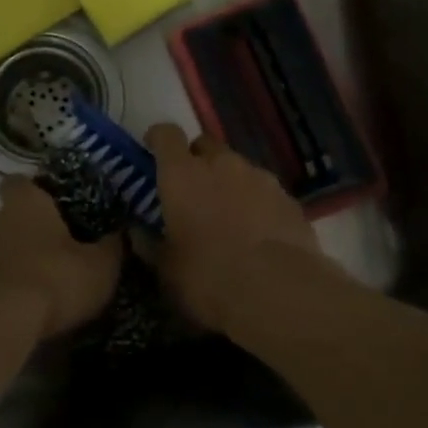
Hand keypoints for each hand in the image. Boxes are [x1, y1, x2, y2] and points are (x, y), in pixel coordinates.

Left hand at [0, 176, 122, 338]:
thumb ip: (113, 246)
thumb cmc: (54, 279)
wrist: (0, 323)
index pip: (21, 181)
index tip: (56, 205)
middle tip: (59, 248)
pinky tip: (29, 306)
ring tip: (46, 282)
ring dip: (18, 260)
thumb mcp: (101, 266)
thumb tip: (122, 233)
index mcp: (25, 203)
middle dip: (30, 230)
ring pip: (0, 248)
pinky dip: (8, 286)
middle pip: (10, 216)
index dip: (36, 191)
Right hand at [145, 123, 325, 335]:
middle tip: (192, 191)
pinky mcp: (289, 199)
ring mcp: (260, 178)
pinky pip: (264, 192)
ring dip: (229, 184)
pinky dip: (257, 204)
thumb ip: (150, 244)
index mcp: (183, 175)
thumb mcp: (166, 269)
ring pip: (238, 169)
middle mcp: (222, 165)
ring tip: (228, 218)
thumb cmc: (207, 278)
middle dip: (197, 161)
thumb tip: (138, 233)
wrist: (278, 292)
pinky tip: (258, 234)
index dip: (158, 139)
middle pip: (206, 146)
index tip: (153, 149)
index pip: (166, 135)